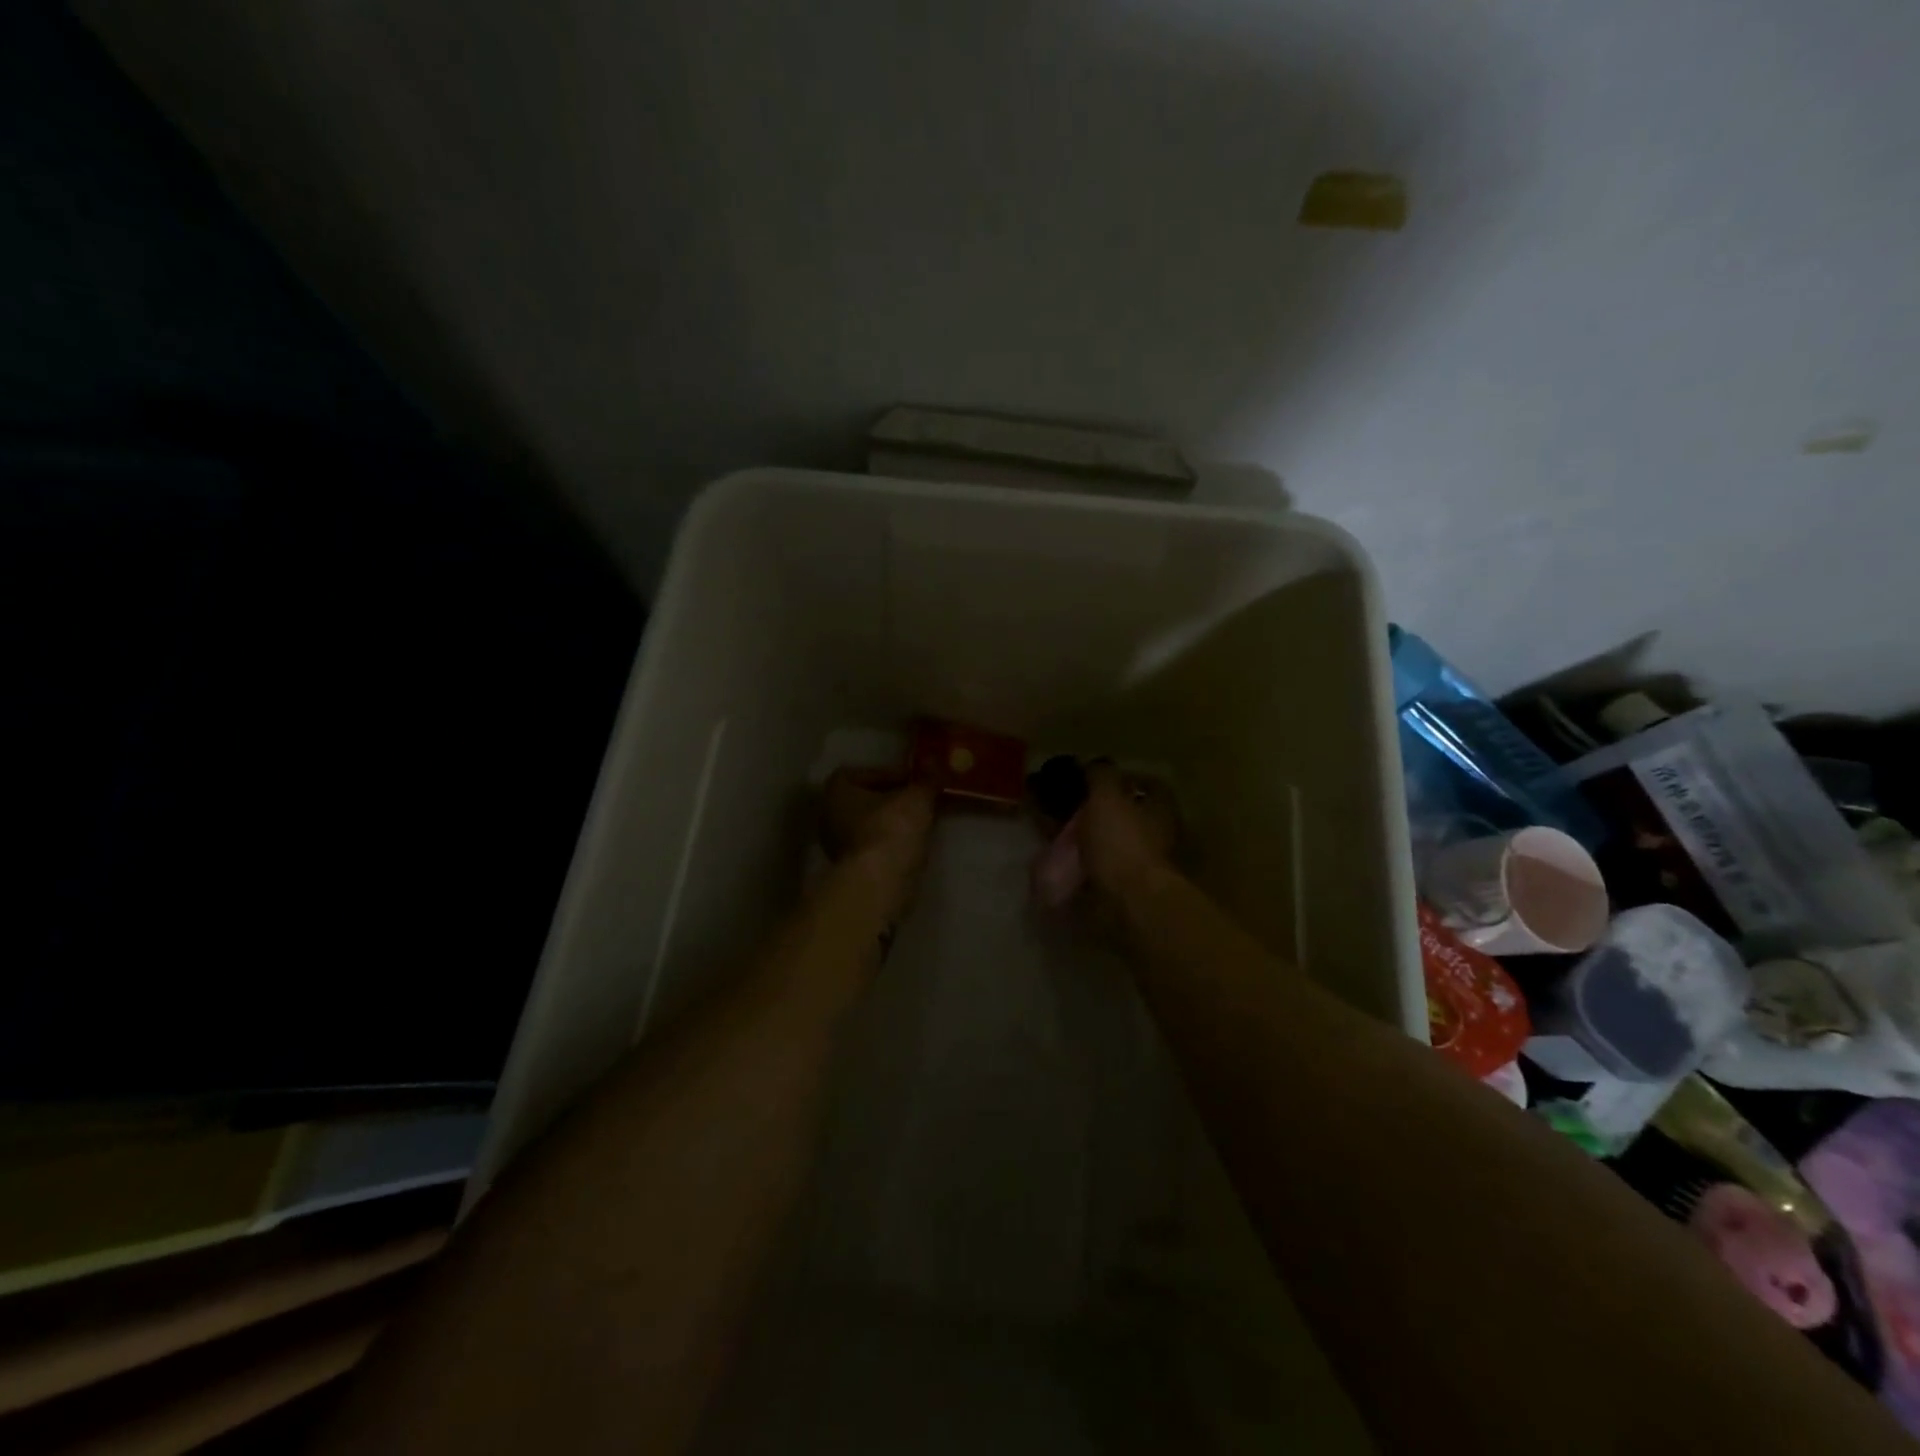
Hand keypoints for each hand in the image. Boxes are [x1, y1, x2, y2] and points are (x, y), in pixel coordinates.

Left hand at [821, 768, 936, 915]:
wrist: (881, 880)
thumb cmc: (892, 827)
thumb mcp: (917, 797)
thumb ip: (927, 780)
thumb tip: (936, 762)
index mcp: (836, 791)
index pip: (861, 773)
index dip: (888, 774)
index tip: (912, 781)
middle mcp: (828, 816)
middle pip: (865, 801)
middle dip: (892, 800)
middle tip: (918, 800)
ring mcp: (836, 845)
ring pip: (869, 825)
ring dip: (892, 823)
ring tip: (920, 821)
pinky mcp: (851, 868)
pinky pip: (873, 846)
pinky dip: (890, 843)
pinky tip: (912, 843)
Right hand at [1076, 762, 1178, 898]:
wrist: (1130, 901)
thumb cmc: (1122, 841)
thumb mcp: (1107, 797)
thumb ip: (1101, 776)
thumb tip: (1096, 764)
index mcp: (1161, 808)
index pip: (1149, 784)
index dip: (1124, 778)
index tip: (1096, 778)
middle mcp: (1158, 833)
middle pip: (1130, 813)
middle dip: (1102, 809)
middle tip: (1071, 805)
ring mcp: (1145, 862)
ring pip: (1114, 840)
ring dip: (1091, 837)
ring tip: (1060, 833)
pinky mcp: (1129, 886)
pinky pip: (1103, 866)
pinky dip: (1086, 862)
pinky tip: (1064, 859)